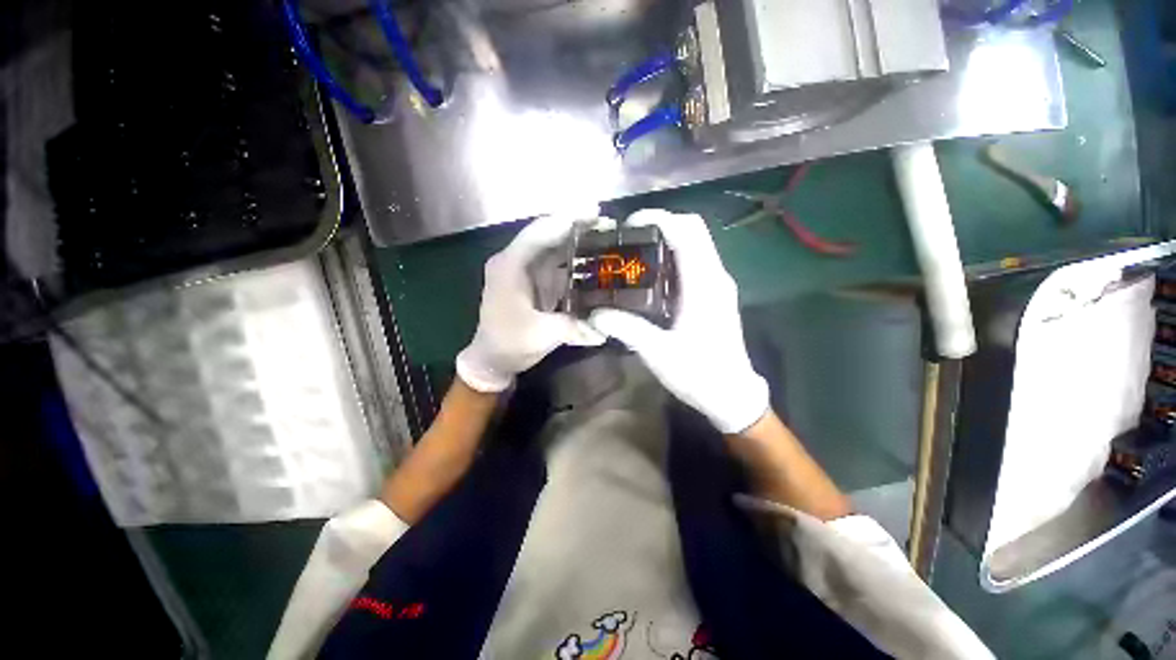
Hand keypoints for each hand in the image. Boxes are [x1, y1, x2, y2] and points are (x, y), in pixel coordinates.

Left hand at [456, 214, 604, 392]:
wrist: (493, 359)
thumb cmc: (509, 343)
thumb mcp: (541, 335)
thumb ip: (574, 327)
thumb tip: (604, 328)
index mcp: (510, 266)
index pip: (538, 233)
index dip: (565, 220)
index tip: (594, 213)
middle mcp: (516, 262)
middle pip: (548, 236)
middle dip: (576, 228)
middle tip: (607, 224)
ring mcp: (525, 272)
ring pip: (553, 249)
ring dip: (576, 243)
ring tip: (605, 238)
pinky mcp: (534, 283)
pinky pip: (556, 265)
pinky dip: (573, 261)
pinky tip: (593, 262)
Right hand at [589, 210, 768, 432]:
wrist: (732, 394)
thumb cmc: (700, 374)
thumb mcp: (658, 353)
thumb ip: (627, 329)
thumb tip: (595, 314)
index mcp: (704, 284)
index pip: (687, 231)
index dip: (658, 219)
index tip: (628, 226)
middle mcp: (715, 276)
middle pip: (693, 231)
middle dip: (660, 225)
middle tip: (628, 239)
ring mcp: (718, 284)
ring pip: (695, 244)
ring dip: (666, 240)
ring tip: (635, 254)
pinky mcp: (715, 294)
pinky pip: (695, 262)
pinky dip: (673, 257)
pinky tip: (651, 277)